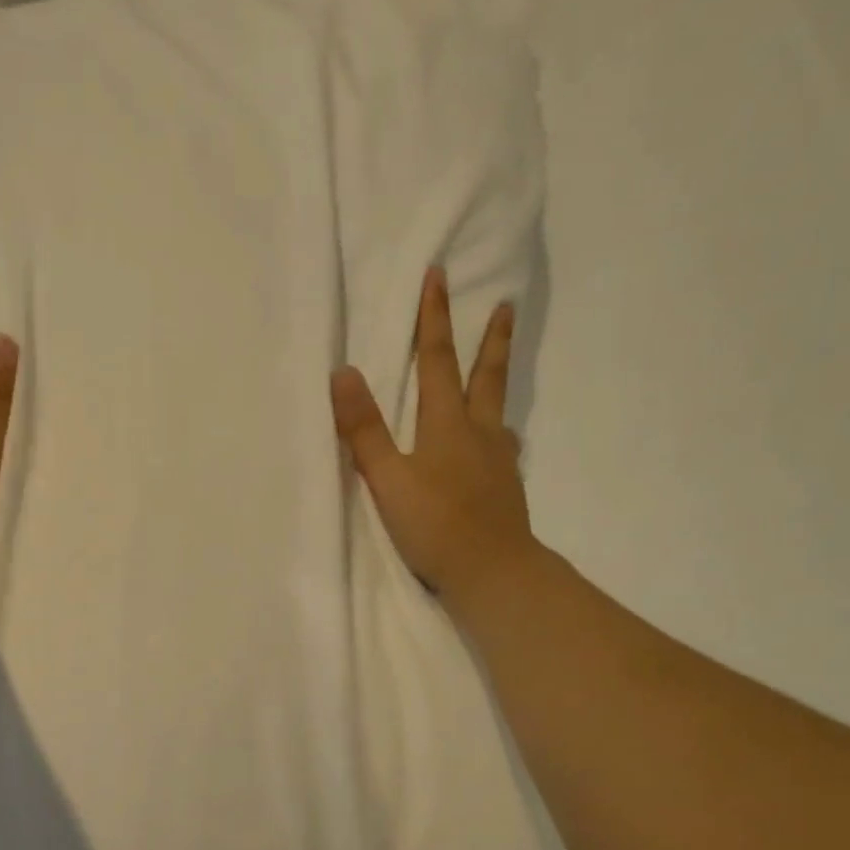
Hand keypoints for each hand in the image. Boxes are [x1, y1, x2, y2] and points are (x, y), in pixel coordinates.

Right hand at [331, 266, 535, 606]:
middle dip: (491, 338)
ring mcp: (498, 461)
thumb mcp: (388, 479)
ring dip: (498, 380)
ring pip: (499, 409)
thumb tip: (343, 372)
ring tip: (499, 368)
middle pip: (486, 376)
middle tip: (506, 304)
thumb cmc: (435, 525)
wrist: (493, 573)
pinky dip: (498, 430)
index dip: (435, 319)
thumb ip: (364, 429)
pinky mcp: (506, 488)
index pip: (438, 361)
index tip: (438, 276)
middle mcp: (479, 434)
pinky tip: (497, 443)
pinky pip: (502, 445)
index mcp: (447, 425)